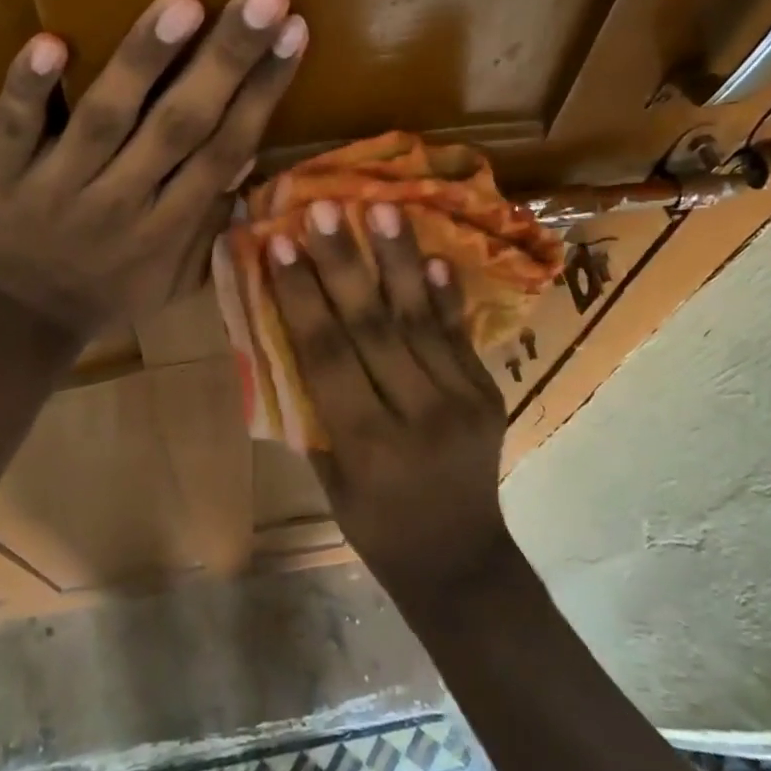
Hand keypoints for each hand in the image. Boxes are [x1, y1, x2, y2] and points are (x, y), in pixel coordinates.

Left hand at [0, 0, 305, 338]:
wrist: (20, 320)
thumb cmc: (111, 290)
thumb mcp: (176, 274)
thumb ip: (213, 218)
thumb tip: (247, 153)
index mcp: (171, 225)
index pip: (226, 148)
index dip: (263, 91)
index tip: (295, 31)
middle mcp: (124, 200)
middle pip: (181, 124)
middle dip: (226, 59)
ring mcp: (60, 185)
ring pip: (107, 118)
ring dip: (144, 61)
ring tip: (183, 3)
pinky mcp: (4, 173)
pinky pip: (16, 127)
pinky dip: (30, 88)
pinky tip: (50, 40)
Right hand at [266, 200, 514, 605]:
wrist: (460, 562)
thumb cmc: (375, 526)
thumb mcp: (330, 477)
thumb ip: (313, 406)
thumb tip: (291, 330)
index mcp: (366, 446)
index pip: (328, 356)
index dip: (303, 297)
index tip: (282, 244)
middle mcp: (417, 417)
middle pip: (374, 328)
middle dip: (345, 264)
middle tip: (326, 208)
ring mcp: (462, 402)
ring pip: (420, 321)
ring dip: (399, 260)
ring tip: (383, 207)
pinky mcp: (488, 393)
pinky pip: (460, 335)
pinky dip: (444, 294)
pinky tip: (432, 254)